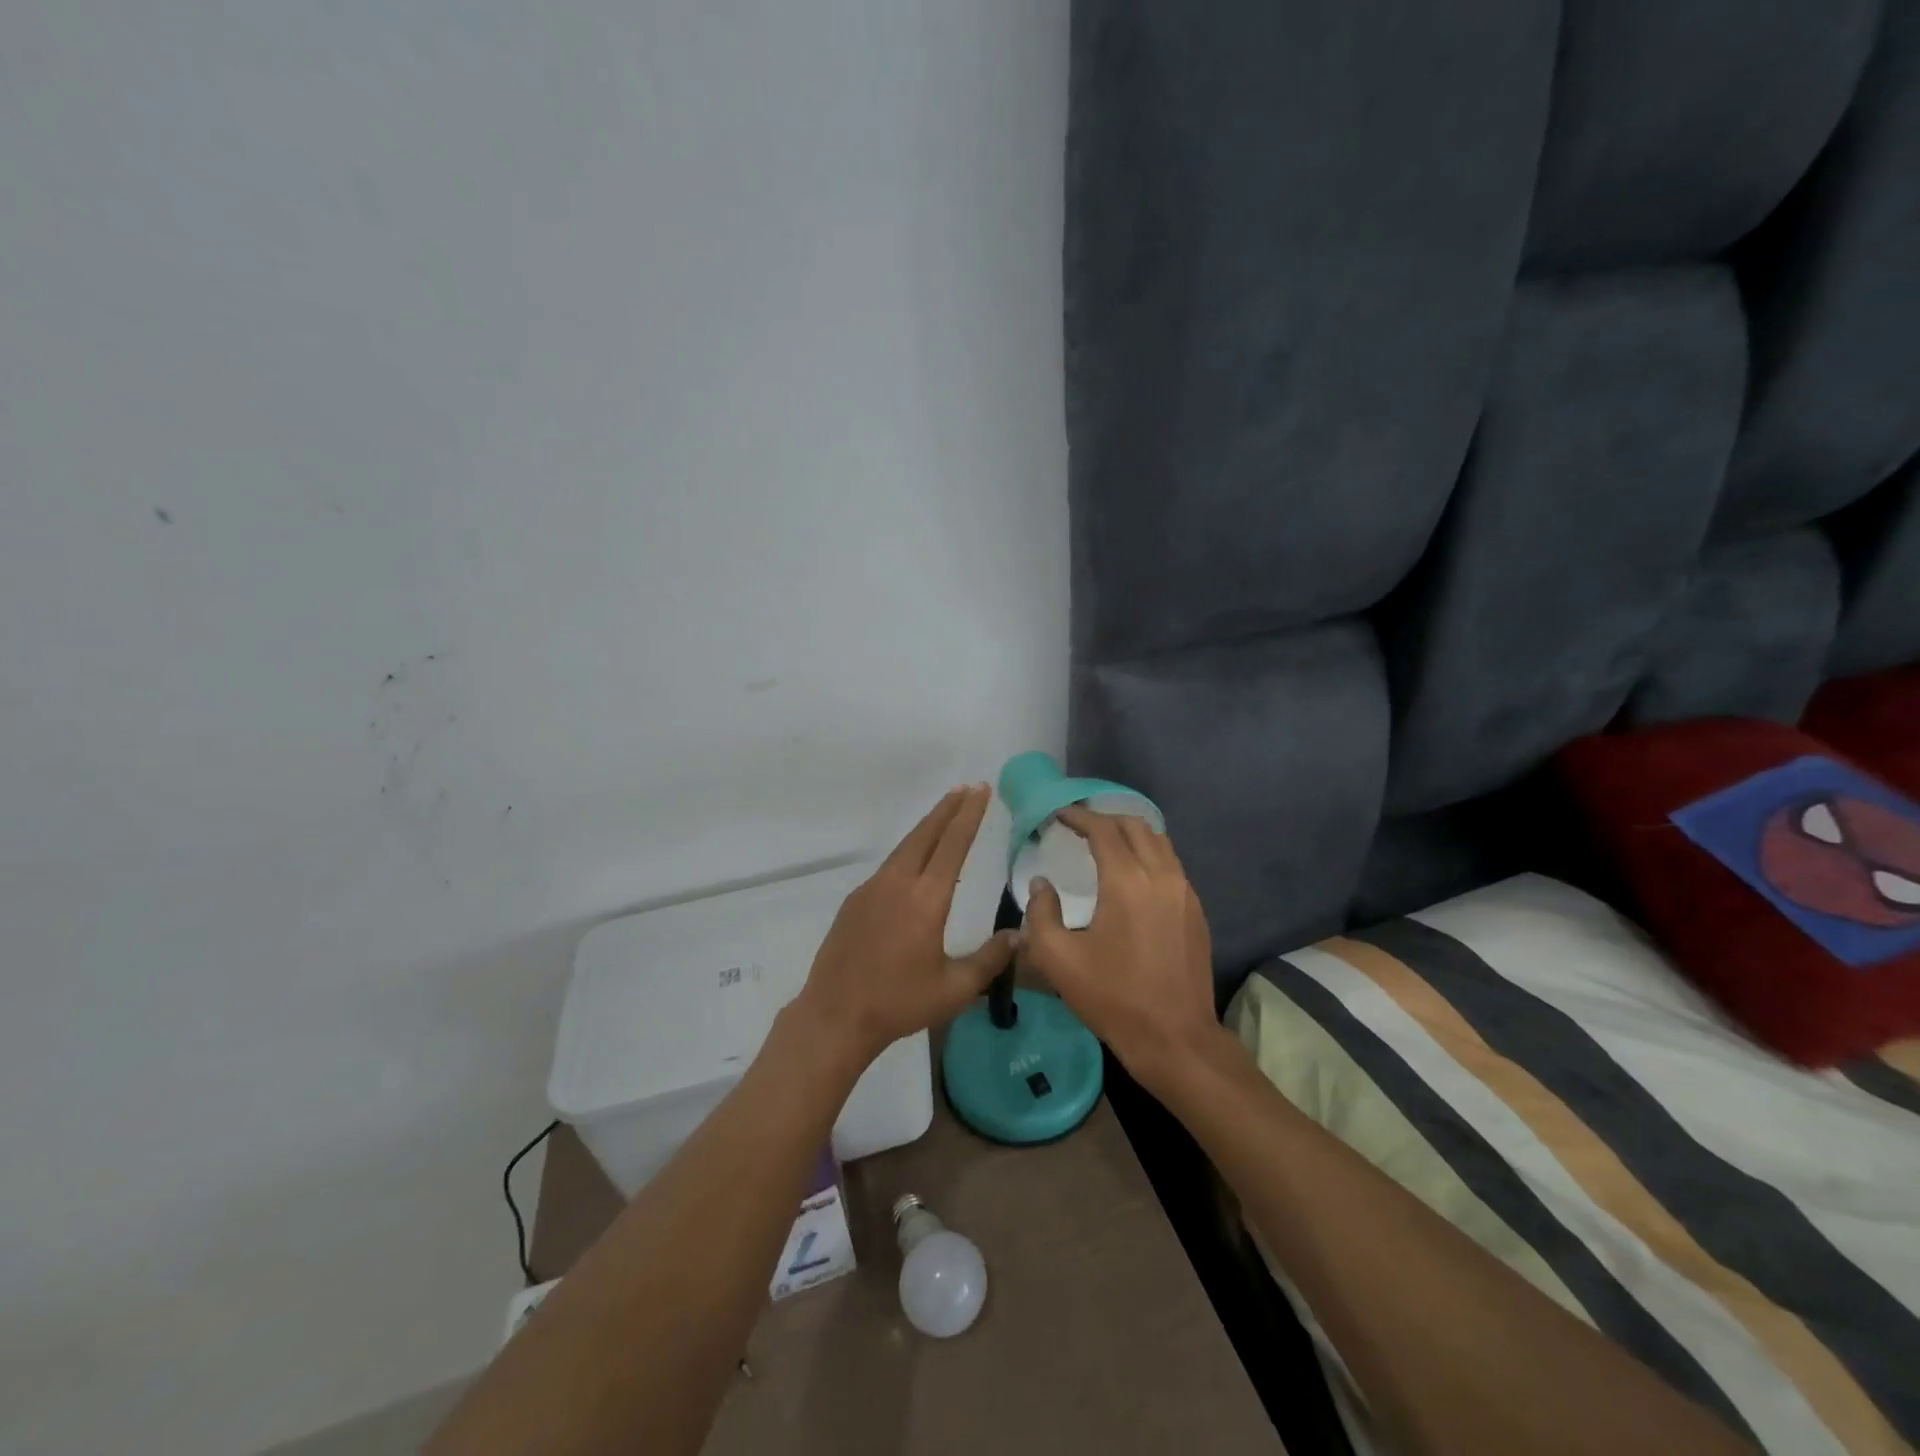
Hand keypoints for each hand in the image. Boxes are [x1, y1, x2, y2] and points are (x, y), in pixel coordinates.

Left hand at [792, 785, 1017, 1069]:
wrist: (836, 1015)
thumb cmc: (899, 1003)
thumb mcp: (954, 989)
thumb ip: (989, 959)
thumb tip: (1018, 935)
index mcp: (926, 899)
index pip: (953, 844)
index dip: (970, 815)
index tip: (981, 790)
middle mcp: (898, 883)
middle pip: (926, 834)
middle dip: (948, 808)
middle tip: (967, 787)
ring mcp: (872, 889)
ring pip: (905, 847)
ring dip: (927, 827)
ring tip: (945, 814)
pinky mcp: (855, 901)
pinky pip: (888, 867)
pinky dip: (908, 852)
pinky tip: (914, 863)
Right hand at [1020, 807, 1222, 1092]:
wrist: (1176, 1038)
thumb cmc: (1113, 998)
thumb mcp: (1058, 960)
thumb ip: (1041, 913)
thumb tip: (1041, 884)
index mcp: (1127, 882)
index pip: (1103, 829)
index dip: (1079, 816)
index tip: (1059, 815)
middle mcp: (1161, 876)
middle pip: (1135, 826)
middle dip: (1105, 819)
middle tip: (1079, 826)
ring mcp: (1185, 892)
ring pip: (1159, 842)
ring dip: (1130, 834)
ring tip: (1105, 844)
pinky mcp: (1196, 910)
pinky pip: (1171, 864)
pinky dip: (1148, 854)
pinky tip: (1132, 875)